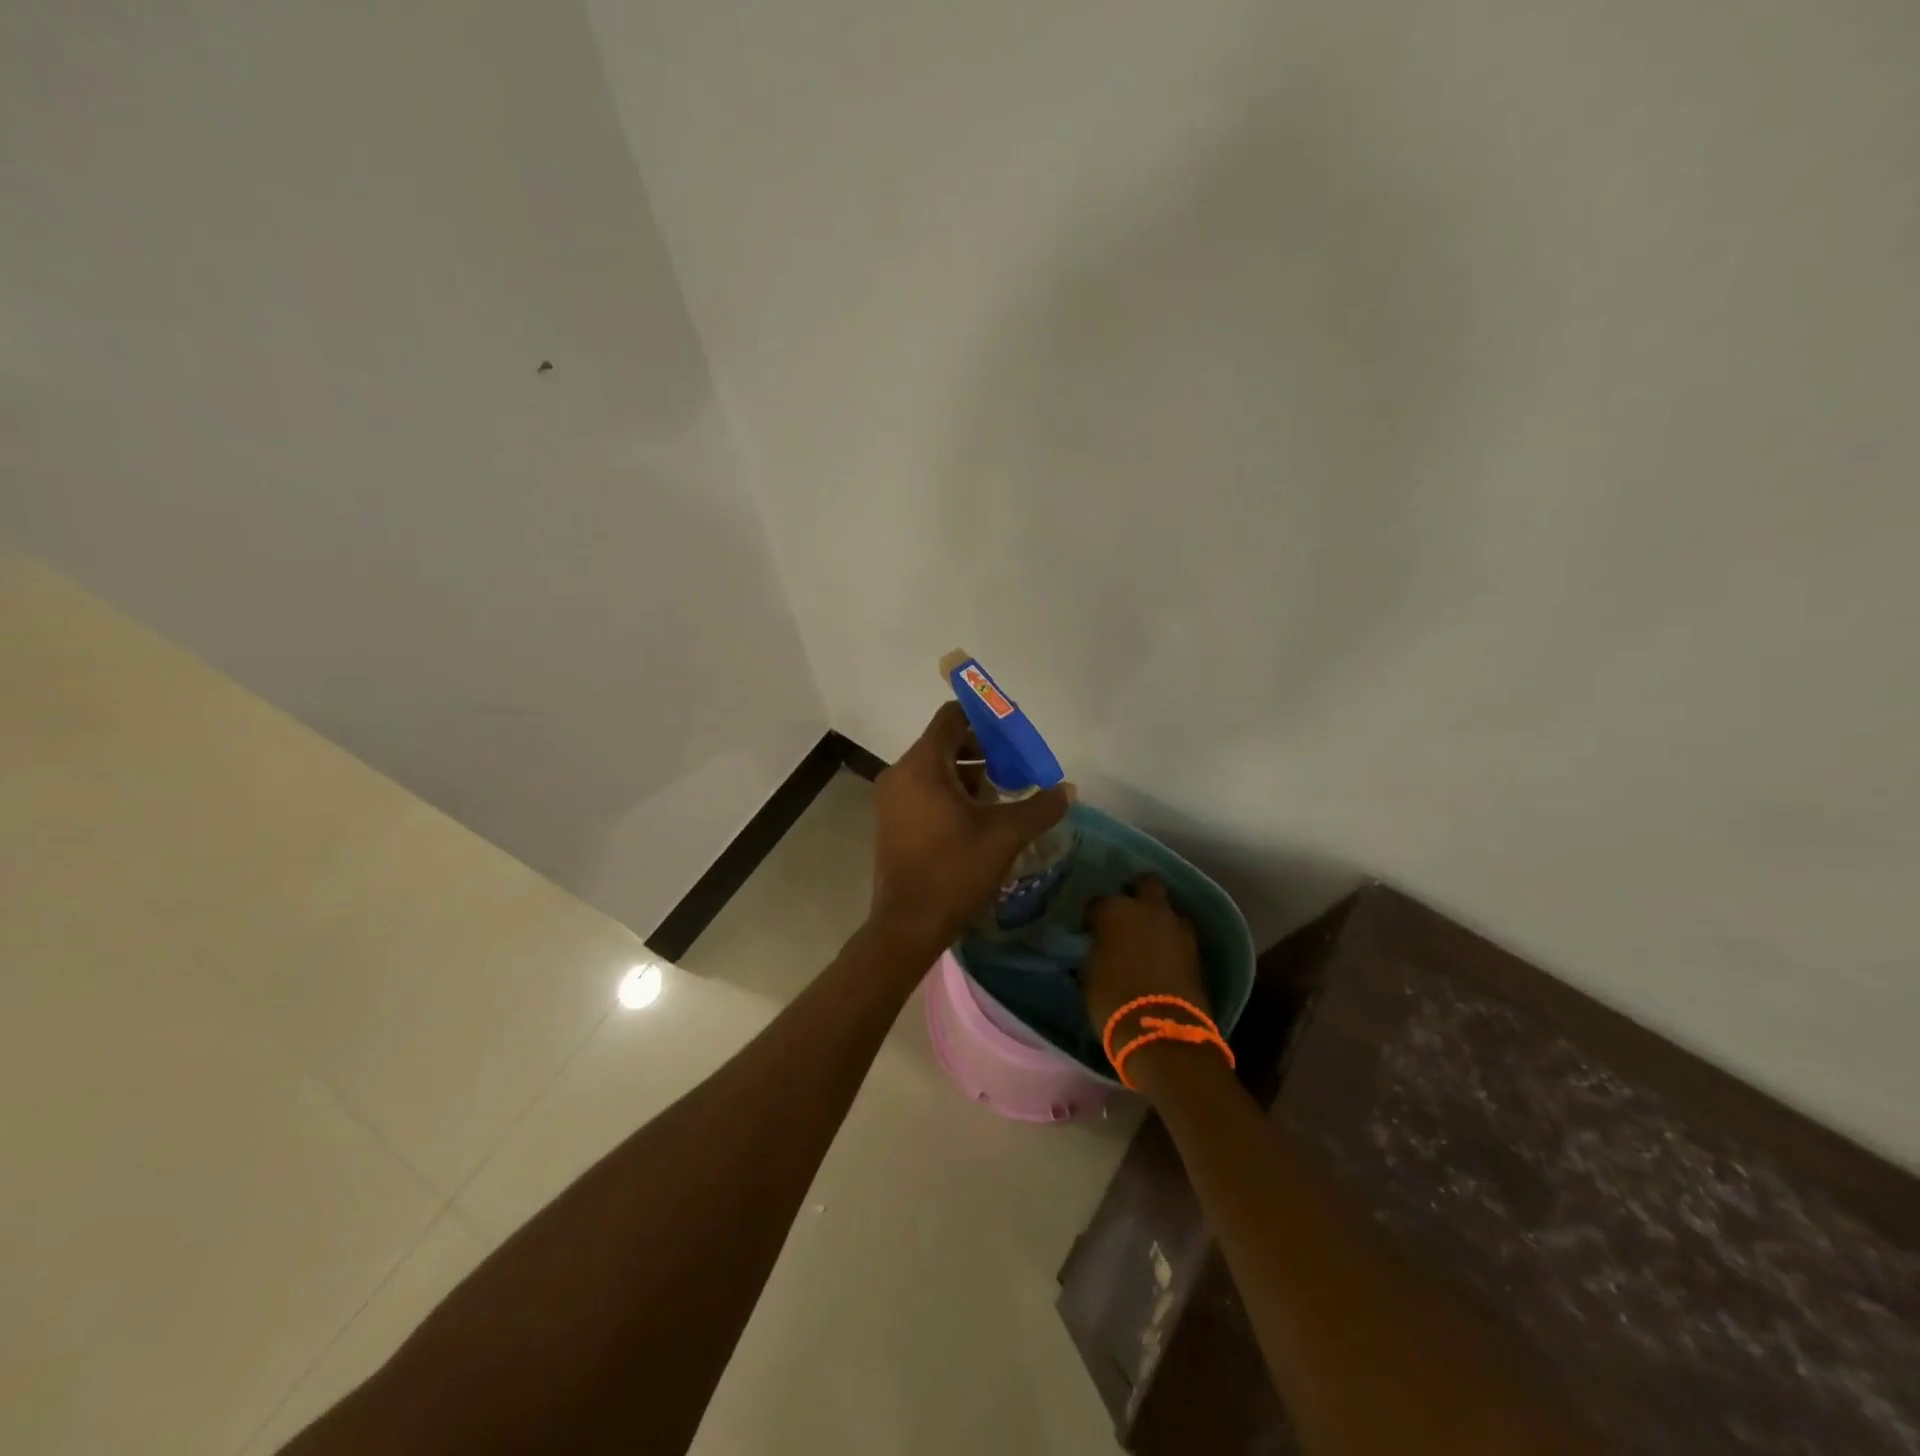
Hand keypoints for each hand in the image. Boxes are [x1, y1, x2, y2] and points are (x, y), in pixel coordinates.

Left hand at [869, 703, 1070, 950]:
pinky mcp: (892, 821)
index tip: (1014, 734)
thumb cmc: (954, 871)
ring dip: (971, 775)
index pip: (952, 717)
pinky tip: (980, 818)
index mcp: (923, 765)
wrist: (907, 926)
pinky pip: (925, 790)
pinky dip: (952, 793)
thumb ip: (1040, 807)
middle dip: (984, 751)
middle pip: (946, 742)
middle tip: (1017, 769)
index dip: (986, 718)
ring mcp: (892, 799)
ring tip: (1004, 796)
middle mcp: (901, 773)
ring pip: (936, 769)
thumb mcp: (1005, 836)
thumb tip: (1067, 790)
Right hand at [1082, 876, 1209, 1041]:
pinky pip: (1181, 934)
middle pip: (1145, 883)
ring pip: (1168, 908)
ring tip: (1149, 936)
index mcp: (1115, 911)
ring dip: (1159, 918)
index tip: (1091, 928)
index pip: (1099, 901)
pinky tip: (1164, 955)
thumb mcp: (1091, 973)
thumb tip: (1100, 946)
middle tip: (1127, 914)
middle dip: (1136, 893)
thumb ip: (1097, 949)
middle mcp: (1148, 909)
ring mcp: (1177, 927)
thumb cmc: (1113, 1000)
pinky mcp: (1197, 949)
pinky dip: (1172, 940)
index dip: (1094, 915)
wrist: (1162, 1030)